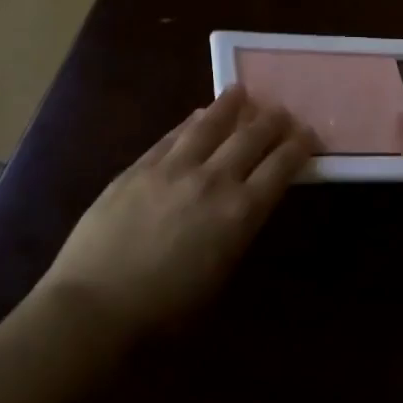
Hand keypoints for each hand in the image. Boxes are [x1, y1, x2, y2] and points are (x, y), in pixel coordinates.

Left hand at [29, 87, 312, 344]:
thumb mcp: (220, 274)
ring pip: (209, 126)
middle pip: (250, 138)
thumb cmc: (166, 310)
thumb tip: (244, 204)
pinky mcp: (138, 168)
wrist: (95, 306)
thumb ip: (237, 231)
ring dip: (230, 106)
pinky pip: (171, 136)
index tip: (308, 133)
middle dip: (271, 121)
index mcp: (240, 213)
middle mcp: (212, 180)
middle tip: (282, 111)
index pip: (280, 168)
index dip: (298, 147)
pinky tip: (197, 115)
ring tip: (241, 92)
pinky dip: (190, 122)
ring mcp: (172, 169)